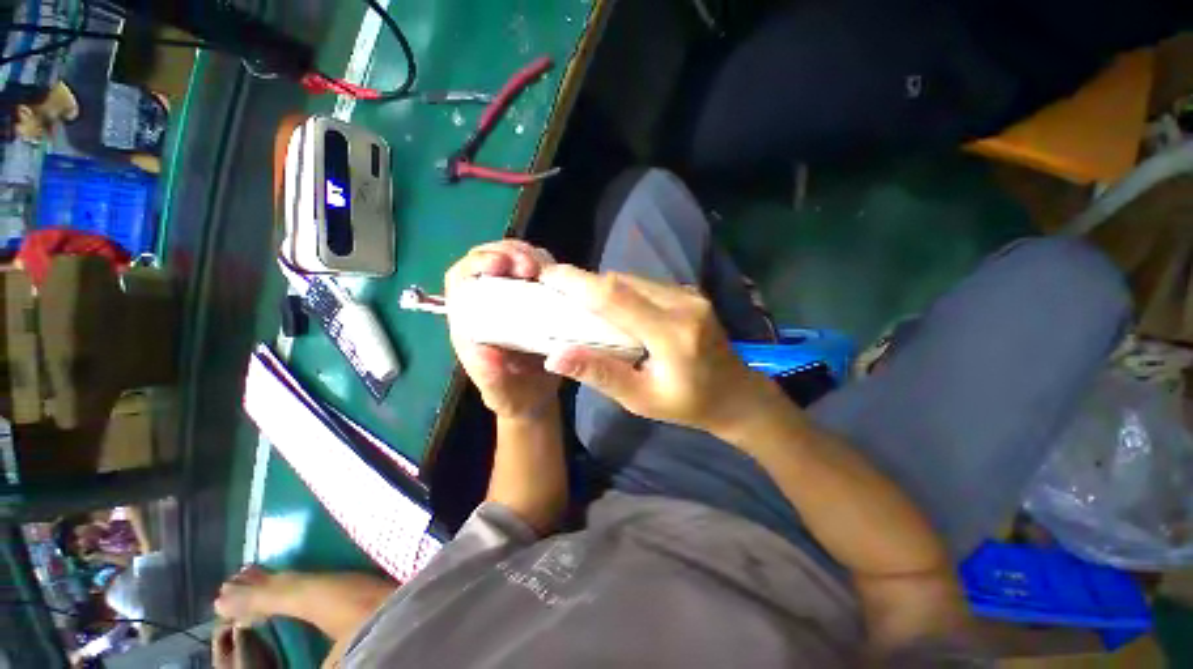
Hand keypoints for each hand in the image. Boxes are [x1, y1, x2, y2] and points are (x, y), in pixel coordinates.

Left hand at [445, 241, 561, 418]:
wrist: (536, 399)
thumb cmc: (513, 396)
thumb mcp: (499, 393)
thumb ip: (488, 375)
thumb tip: (483, 348)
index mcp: (471, 320)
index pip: (462, 278)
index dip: (476, 264)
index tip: (500, 266)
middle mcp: (490, 303)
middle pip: (489, 260)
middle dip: (507, 254)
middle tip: (530, 267)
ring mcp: (516, 299)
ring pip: (515, 261)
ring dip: (529, 256)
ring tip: (546, 269)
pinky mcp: (538, 300)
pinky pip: (540, 274)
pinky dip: (548, 268)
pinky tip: (559, 277)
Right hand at [538, 265, 773, 434]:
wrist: (737, 394)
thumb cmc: (688, 404)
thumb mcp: (640, 399)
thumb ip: (599, 374)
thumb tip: (555, 356)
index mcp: (672, 334)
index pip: (616, 297)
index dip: (578, 282)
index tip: (547, 274)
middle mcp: (683, 304)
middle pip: (623, 282)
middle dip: (586, 283)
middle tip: (557, 290)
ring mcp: (690, 295)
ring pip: (633, 280)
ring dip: (603, 287)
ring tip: (579, 299)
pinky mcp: (690, 293)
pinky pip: (646, 285)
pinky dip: (622, 290)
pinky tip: (611, 305)